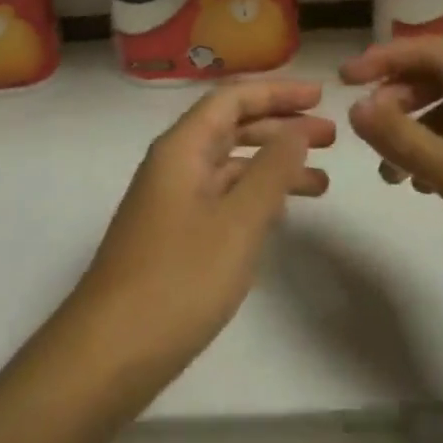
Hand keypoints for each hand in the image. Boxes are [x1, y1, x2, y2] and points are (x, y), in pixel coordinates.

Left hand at [67, 80, 332, 393]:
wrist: (110, 350)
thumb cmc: (178, 279)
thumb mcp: (237, 223)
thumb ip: (271, 172)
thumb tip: (296, 130)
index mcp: (182, 147)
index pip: (232, 99)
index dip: (277, 92)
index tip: (321, 96)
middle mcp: (175, 163)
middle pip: (231, 127)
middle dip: (280, 127)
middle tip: (331, 137)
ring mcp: (172, 200)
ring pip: (229, 165)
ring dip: (273, 165)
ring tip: (323, 180)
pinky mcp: (174, 233)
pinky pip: (222, 197)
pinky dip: (255, 197)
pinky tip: (283, 214)